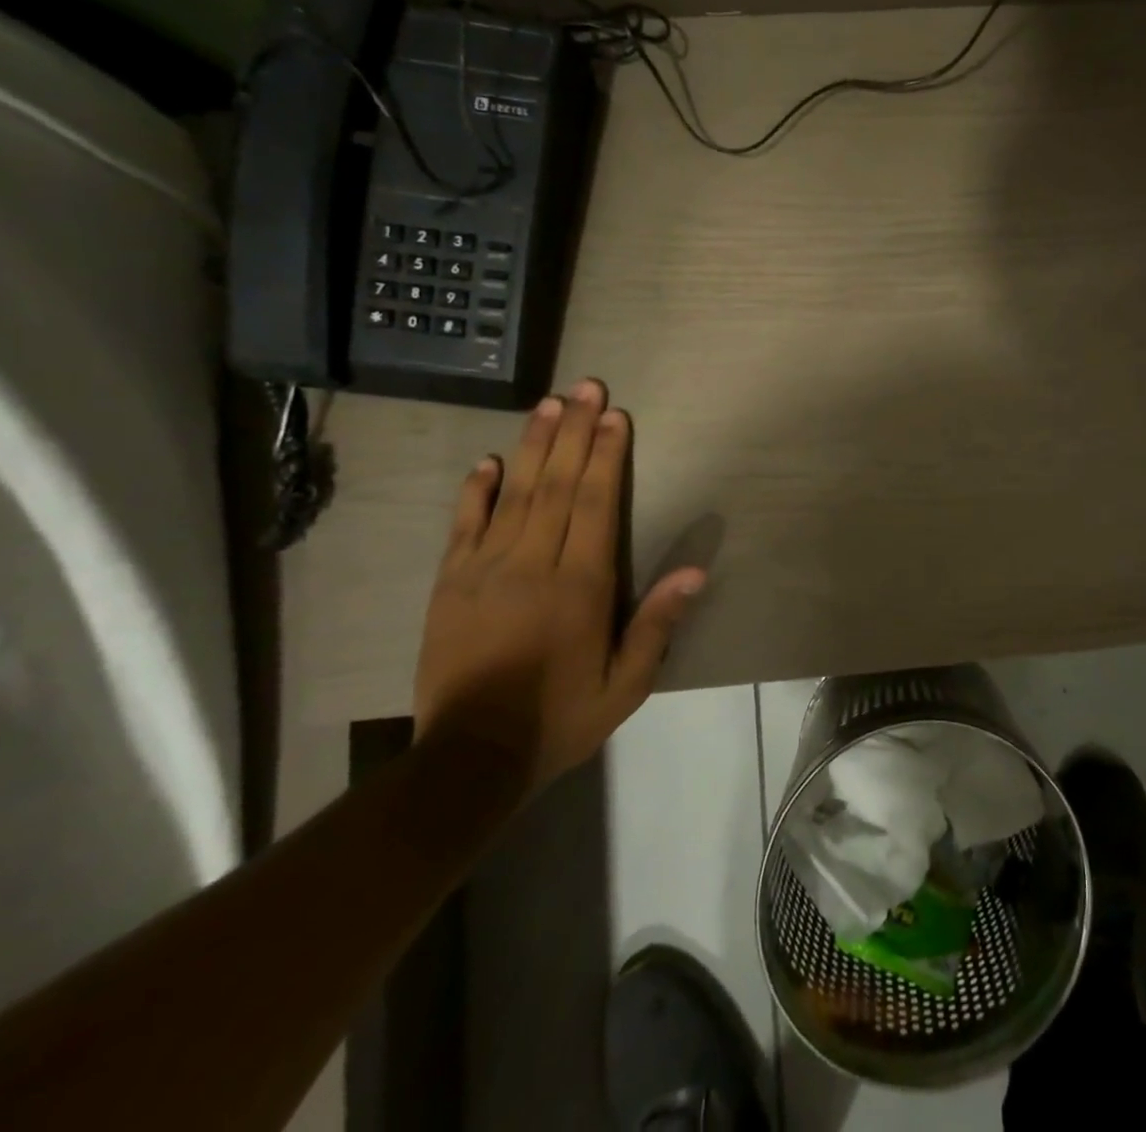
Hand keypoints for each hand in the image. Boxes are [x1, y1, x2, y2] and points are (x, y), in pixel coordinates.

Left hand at [413, 379, 704, 794]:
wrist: (470, 759)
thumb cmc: (560, 718)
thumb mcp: (626, 684)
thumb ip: (657, 624)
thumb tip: (696, 572)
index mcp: (579, 587)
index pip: (596, 505)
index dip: (607, 456)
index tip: (616, 417)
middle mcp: (533, 565)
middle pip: (557, 485)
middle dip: (575, 432)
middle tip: (586, 387)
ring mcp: (485, 570)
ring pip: (514, 493)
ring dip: (533, 445)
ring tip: (549, 404)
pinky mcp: (449, 584)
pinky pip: (464, 526)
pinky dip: (475, 490)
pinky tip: (488, 461)